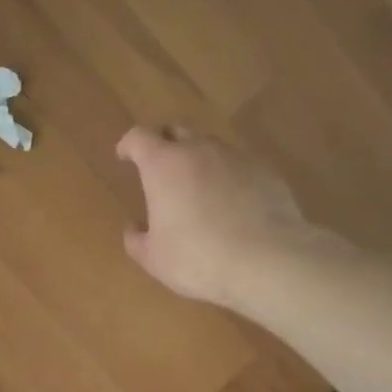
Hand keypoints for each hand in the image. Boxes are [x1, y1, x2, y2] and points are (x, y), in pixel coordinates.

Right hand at [117, 126, 313, 304]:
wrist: (267, 260)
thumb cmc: (197, 258)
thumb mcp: (154, 258)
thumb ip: (136, 239)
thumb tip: (134, 227)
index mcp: (163, 165)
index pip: (139, 138)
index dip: (129, 145)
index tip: (124, 156)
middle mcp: (199, 150)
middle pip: (177, 132)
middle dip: (165, 144)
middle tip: (161, 169)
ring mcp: (236, 157)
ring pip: (210, 147)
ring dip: (199, 161)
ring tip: (199, 189)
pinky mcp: (266, 170)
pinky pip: (239, 165)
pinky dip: (228, 176)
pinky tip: (232, 203)